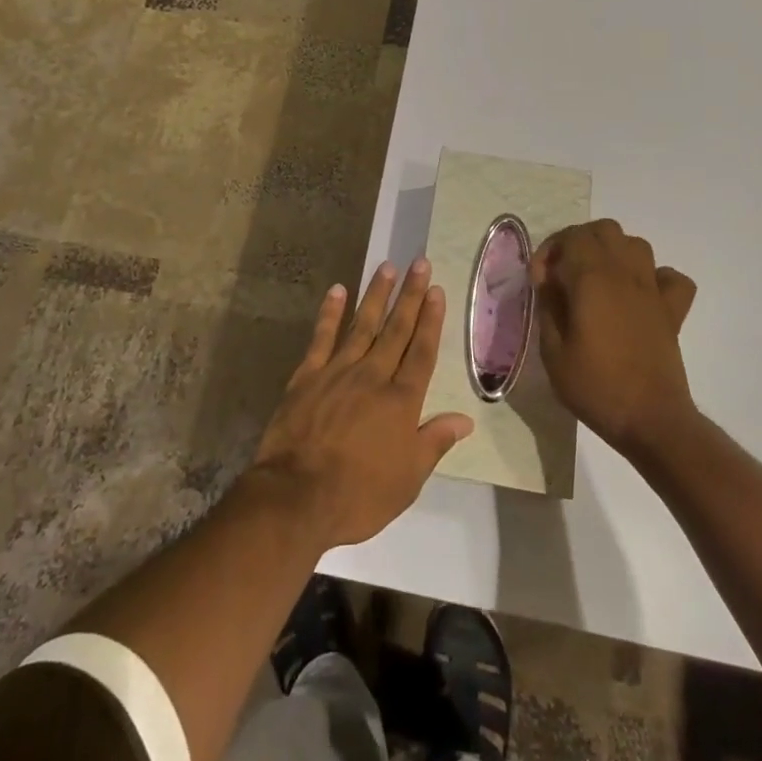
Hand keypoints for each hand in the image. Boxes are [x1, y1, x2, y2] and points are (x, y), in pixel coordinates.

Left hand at [248, 260, 473, 549]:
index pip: (422, 351)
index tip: (437, 291)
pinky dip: (330, 312)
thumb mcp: (408, 478)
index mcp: (401, 401)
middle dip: (410, 295)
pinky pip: (322, 337)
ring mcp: (338, 371)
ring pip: (362, 324)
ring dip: (376, 294)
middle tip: (420, 263)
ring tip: (387, 267)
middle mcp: (373, 376)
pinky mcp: (307, 375)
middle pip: (396, 329)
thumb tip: (465, 419)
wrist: (296, 497)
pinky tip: (338, 290)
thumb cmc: (359, 495)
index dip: (431, 320)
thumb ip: (434, 442)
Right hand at [530, 220, 699, 457]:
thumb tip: (548, 281)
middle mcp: (625, 274)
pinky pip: (670, 277)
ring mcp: (653, 290)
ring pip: (636, 244)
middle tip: (564, 272)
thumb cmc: (595, 386)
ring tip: (597, 279)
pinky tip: (639, 295)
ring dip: (613, 252)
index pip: (572, 237)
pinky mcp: (673, 311)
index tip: (540, 280)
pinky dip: (655, 277)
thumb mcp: (553, 350)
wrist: (651, 421)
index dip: (550, 250)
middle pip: (604, 230)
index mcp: (592, 279)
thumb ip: (548, 306)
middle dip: (579, 242)